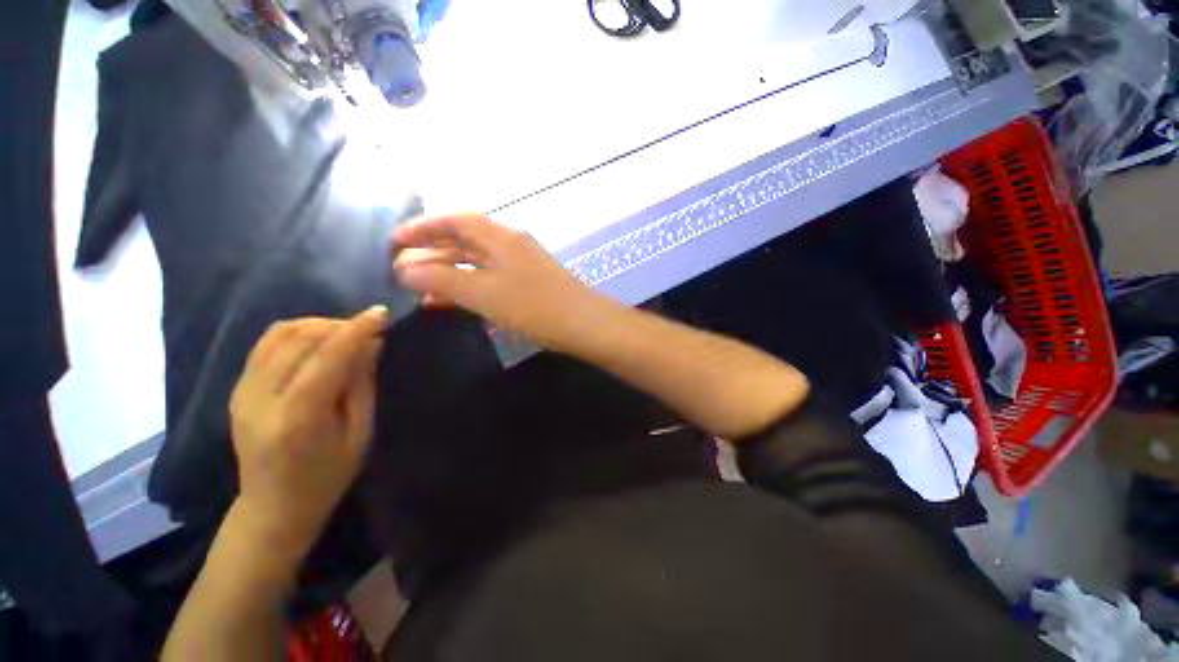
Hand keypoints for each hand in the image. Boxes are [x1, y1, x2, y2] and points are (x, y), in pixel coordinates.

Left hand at [228, 308, 386, 558]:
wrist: (273, 506)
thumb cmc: (327, 475)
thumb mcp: (359, 433)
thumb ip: (362, 384)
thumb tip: (372, 343)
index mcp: (298, 416)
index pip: (327, 356)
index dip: (356, 330)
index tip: (381, 313)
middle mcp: (262, 397)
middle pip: (300, 339)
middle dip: (339, 324)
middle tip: (368, 327)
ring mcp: (243, 391)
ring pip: (279, 334)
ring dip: (317, 324)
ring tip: (344, 332)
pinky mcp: (237, 388)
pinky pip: (266, 344)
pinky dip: (296, 333)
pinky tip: (318, 342)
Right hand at [392, 214, 613, 351]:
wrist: (584, 325)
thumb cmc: (535, 306)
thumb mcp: (484, 293)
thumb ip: (443, 280)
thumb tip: (403, 270)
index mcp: (501, 237)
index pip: (455, 220)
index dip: (423, 226)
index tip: (394, 241)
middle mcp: (511, 244)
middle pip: (464, 239)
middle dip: (431, 251)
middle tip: (401, 266)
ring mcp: (521, 265)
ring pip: (476, 262)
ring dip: (448, 271)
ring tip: (418, 287)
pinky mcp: (528, 285)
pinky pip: (490, 279)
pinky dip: (468, 286)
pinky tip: (450, 301)